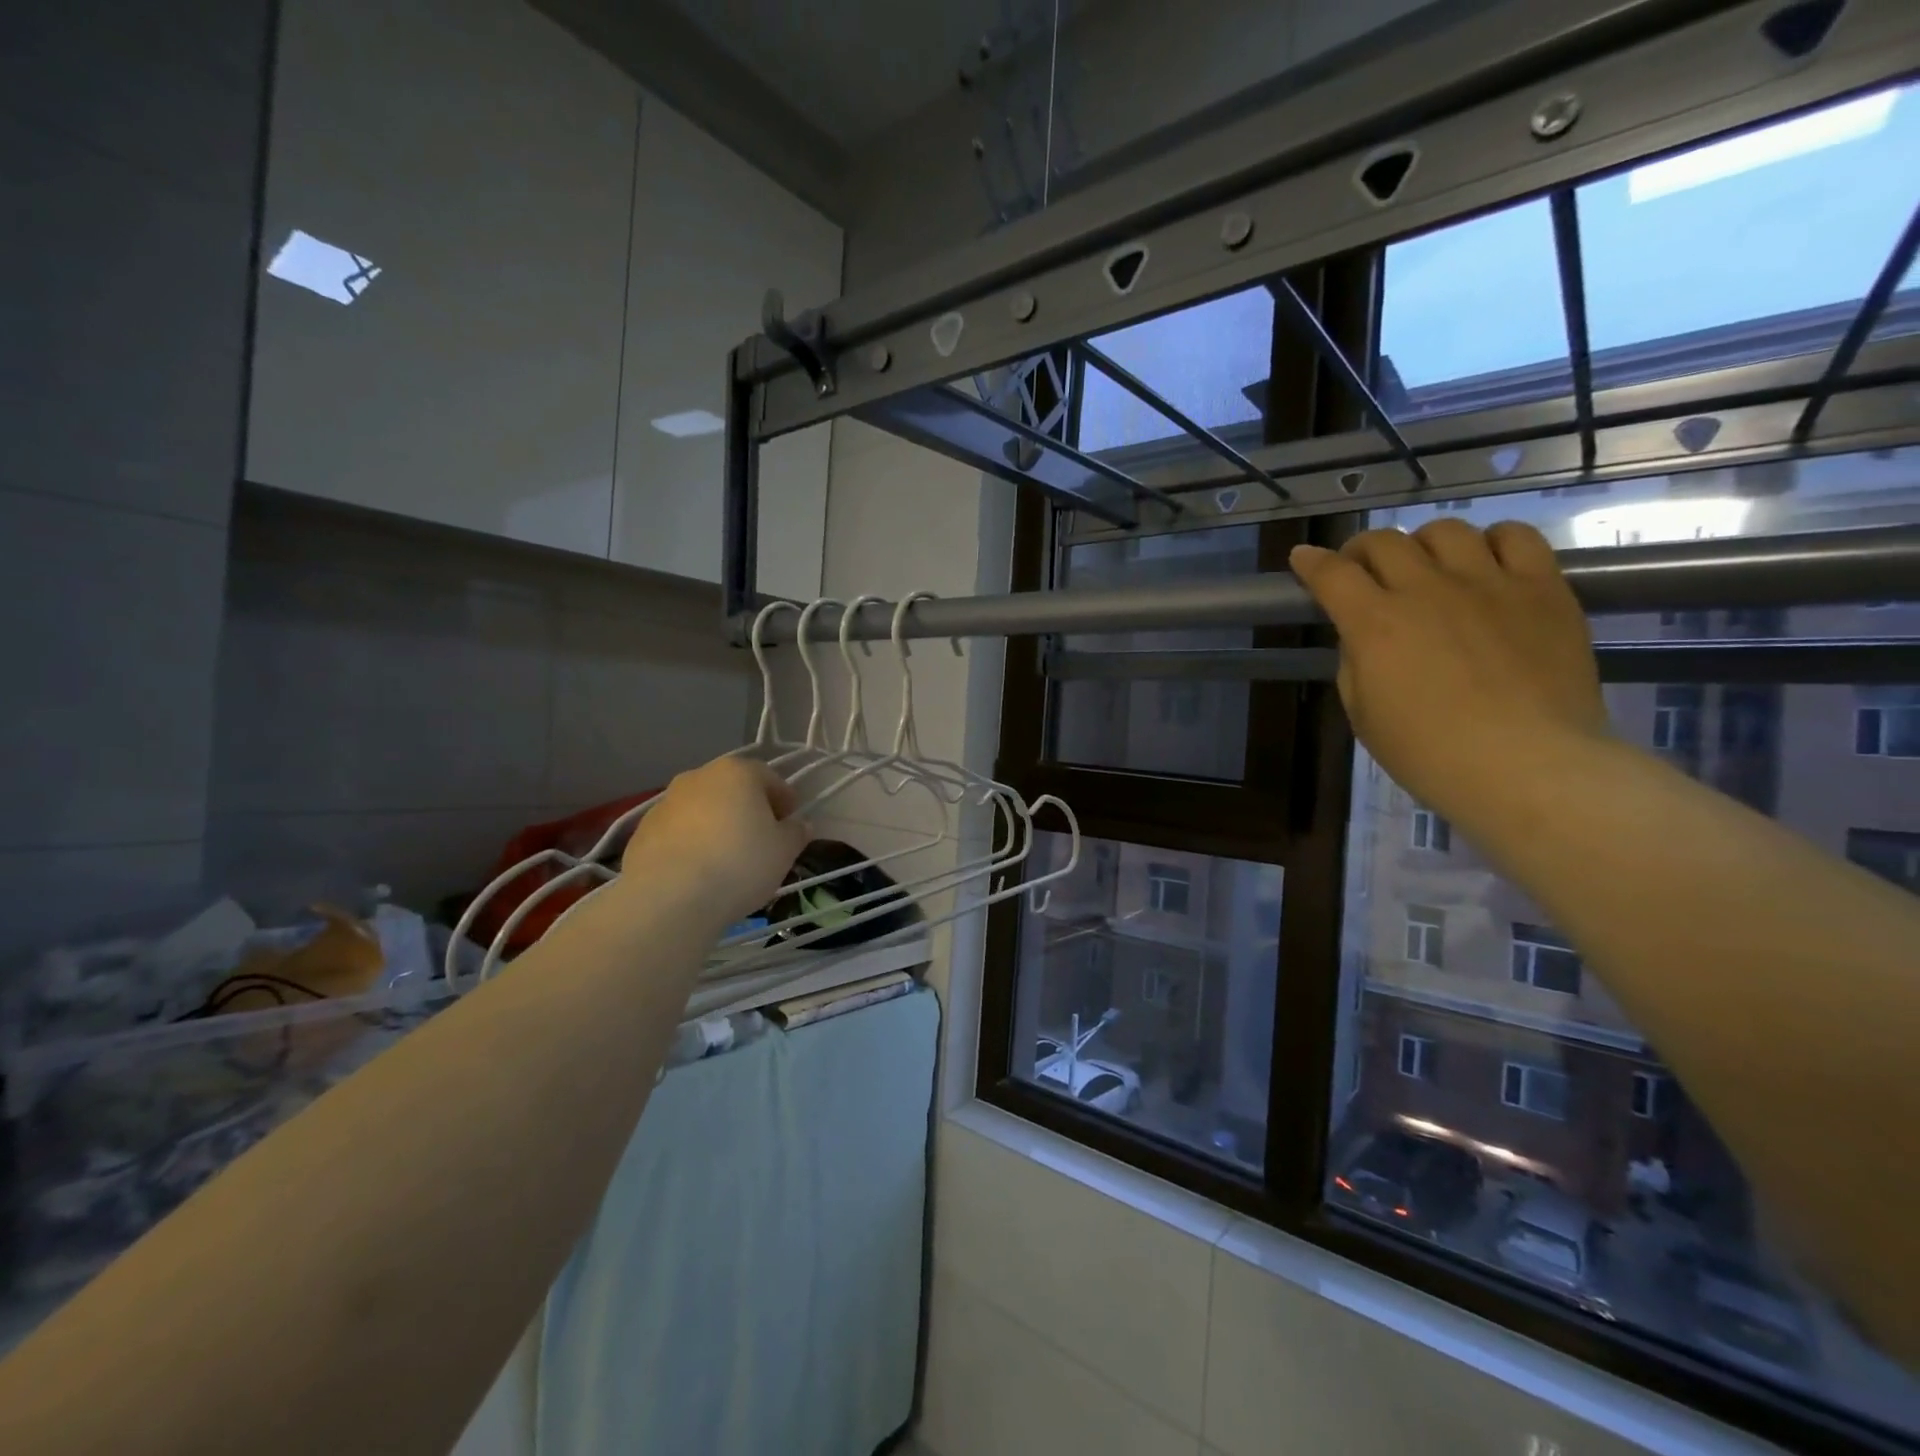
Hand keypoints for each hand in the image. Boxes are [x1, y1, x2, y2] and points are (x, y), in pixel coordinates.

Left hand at [620, 755, 809, 929]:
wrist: (670, 898)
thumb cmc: (740, 864)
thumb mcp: (784, 851)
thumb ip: (796, 833)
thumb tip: (799, 825)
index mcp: (737, 772)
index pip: (770, 778)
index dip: (785, 801)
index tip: (790, 825)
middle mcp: (699, 777)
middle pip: (732, 789)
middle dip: (748, 810)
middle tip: (760, 841)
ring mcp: (665, 802)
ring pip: (702, 809)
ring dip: (716, 825)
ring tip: (726, 860)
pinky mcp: (641, 831)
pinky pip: (677, 832)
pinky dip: (690, 844)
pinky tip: (697, 872)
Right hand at [1290, 520, 1608, 826]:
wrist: (1526, 765)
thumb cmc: (1428, 753)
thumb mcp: (1363, 714)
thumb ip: (1357, 663)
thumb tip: (1365, 636)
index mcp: (1375, 623)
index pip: (1331, 574)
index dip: (1311, 562)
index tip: (1303, 558)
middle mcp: (1426, 589)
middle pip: (1384, 542)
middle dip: (1362, 551)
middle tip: (1362, 570)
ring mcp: (1488, 583)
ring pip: (1446, 531)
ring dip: (1423, 543)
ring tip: (1428, 566)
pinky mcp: (1542, 588)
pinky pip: (1517, 537)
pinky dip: (1492, 540)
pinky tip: (1486, 561)